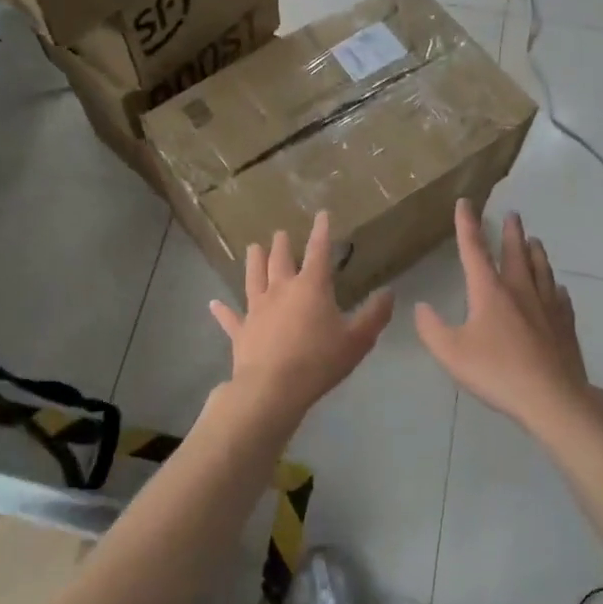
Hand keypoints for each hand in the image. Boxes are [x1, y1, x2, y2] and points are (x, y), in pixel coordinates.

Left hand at [209, 212, 393, 432]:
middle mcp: (281, 290)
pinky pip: (230, 317)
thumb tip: (389, 292)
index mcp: (311, 287)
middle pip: (280, 260)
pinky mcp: (241, 331)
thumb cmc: (319, 361)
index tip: (321, 214)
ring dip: (254, 261)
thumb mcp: (358, 340)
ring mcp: (257, 309)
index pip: (318, 251)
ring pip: (253, 278)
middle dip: (282, 244)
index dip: (321, 232)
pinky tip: (213, 303)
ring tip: (253, 247)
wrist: (273, 389)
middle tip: (280, 233)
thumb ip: (375, 315)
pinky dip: (222, 310)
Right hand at [415, 201, 591, 431]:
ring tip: (536, 240)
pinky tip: (558, 289)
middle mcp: (520, 290)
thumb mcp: (451, 353)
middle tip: (513, 214)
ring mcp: (547, 306)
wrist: (553, 397)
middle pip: (516, 252)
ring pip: (542, 269)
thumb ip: (431, 329)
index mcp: (490, 291)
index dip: (467, 224)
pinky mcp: (565, 325)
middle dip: (511, 232)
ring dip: (536, 252)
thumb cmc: (497, 372)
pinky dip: (555, 287)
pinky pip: (560, 298)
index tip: (465, 202)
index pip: (474, 249)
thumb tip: (421, 307)